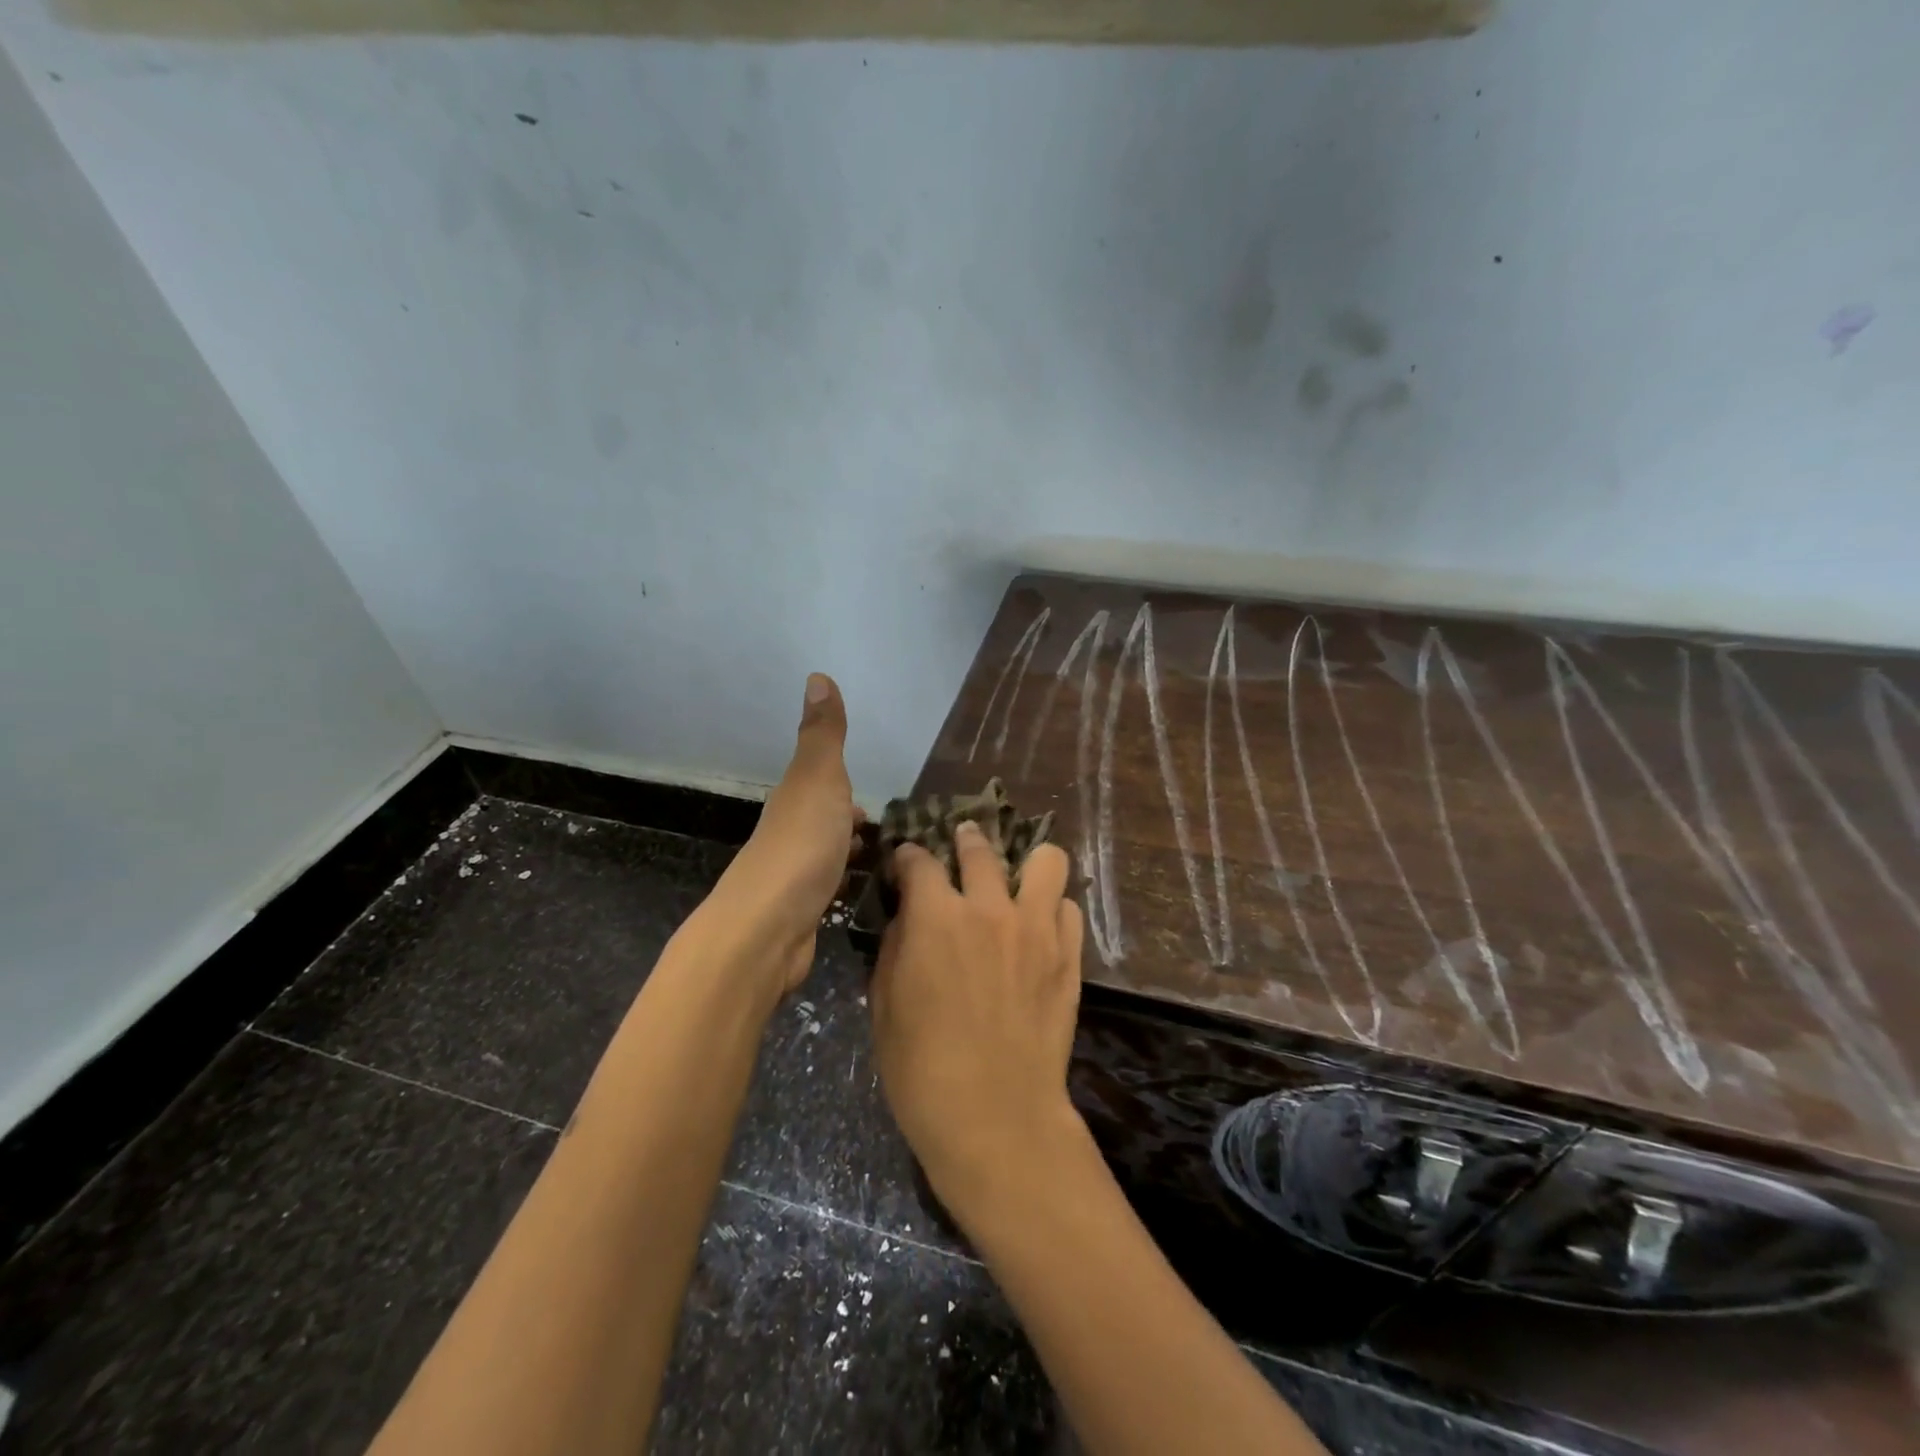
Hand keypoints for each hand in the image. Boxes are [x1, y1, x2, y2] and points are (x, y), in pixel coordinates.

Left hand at [708, 674, 861, 995]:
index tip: (873, 805)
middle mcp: (789, 834)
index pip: (820, 787)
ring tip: (883, 864)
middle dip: (850, 825)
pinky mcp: (801, 913)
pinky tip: (859, 895)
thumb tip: (817, 675)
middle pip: (822, 822)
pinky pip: (828, 889)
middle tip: (888, 835)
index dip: (844, 791)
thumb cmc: (802, 845)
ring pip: (825, 857)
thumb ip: (824, 734)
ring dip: (847, 855)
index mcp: (794, 800)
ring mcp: (793, 876)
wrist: (768, 926)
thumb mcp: (819, 778)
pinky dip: (844, 885)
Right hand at [870, 823, 1085, 1224]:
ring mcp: (1036, 928)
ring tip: (1015, 876)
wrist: (996, 1117)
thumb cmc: (922, 1068)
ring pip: (1046, 860)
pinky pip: (1068, 907)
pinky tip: (1039, 923)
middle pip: (980, 848)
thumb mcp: (886, 1004)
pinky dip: (1051, 906)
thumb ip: (897, 945)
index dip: (908, 856)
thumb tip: (909, 915)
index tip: (906, 862)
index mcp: (936, 917)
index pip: (919, 860)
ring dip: (1025, 861)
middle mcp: (989, 908)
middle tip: (961, 845)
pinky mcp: (1068, 955)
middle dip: (965, 840)